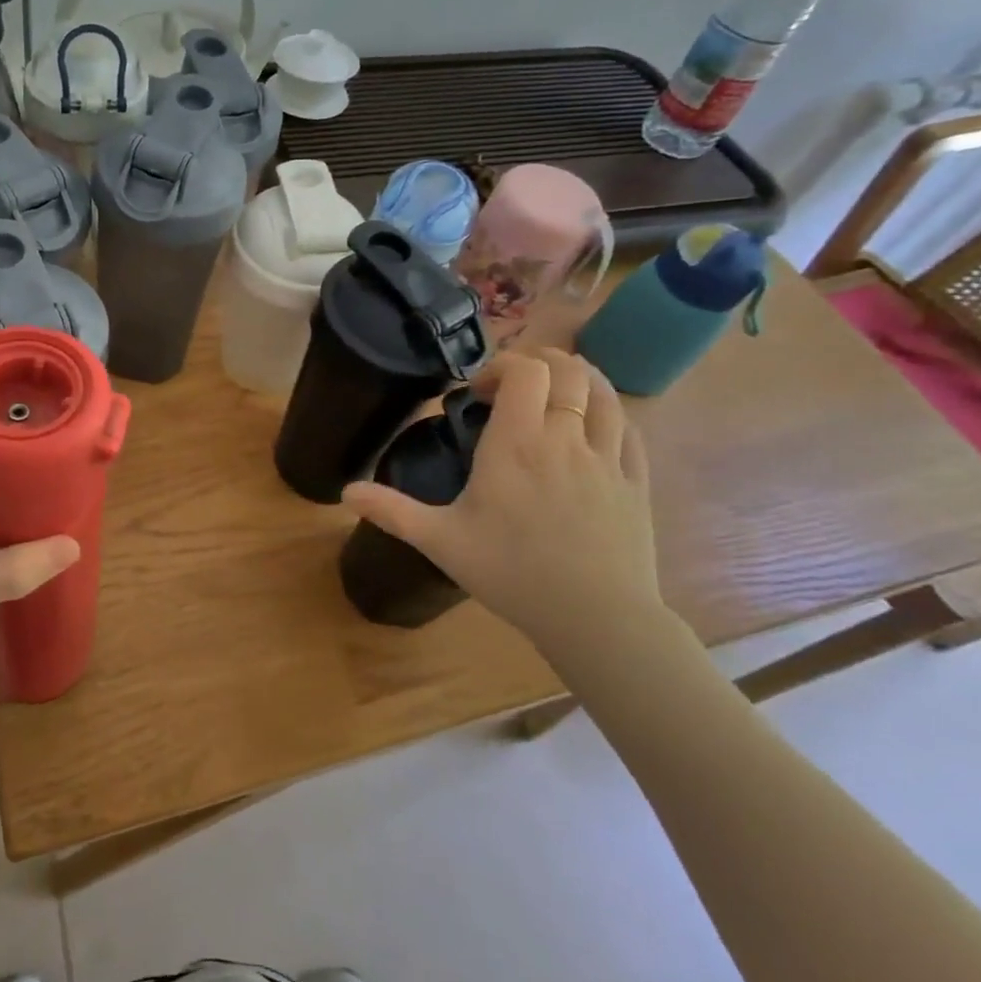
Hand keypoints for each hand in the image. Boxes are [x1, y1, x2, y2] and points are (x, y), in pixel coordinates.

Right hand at [342, 349, 660, 661]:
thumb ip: (391, 510)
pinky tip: (592, 428)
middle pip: (568, 370)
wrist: (596, 618)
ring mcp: (608, 458)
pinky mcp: (636, 482)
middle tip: (514, 386)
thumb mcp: (441, 541)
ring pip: (604, 392)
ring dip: (579, 379)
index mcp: (517, 443)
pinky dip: (608, 414)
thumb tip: (345, 491)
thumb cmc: (512, 572)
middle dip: (540, 363)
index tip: (479, 392)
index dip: (503, 365)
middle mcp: (566, 437)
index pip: (525, 371)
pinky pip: (628, 428)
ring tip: (554, 393)